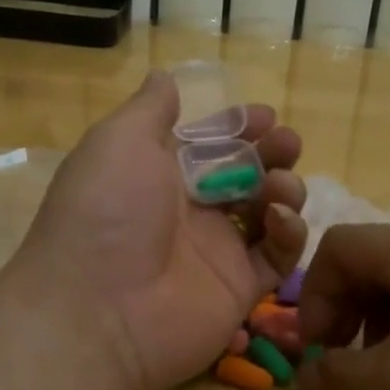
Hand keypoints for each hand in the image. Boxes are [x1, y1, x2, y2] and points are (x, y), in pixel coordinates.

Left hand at [11, 71, 306, 389]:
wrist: (100, 311)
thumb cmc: (107, 214)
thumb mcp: (118, 143)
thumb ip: (149, 110)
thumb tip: (165, 77)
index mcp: (157, 175)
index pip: (207, 145)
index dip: (237, 128)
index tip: (265, 117)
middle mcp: (187, 211)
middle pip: (242, 175)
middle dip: (270, 154)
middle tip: (287, 145)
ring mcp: (215, 252)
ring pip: (265, 213)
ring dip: (282, 190)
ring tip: (279, 186)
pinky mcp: (239, 289)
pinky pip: (277, 257)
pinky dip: (289, 234)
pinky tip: (280, 220)